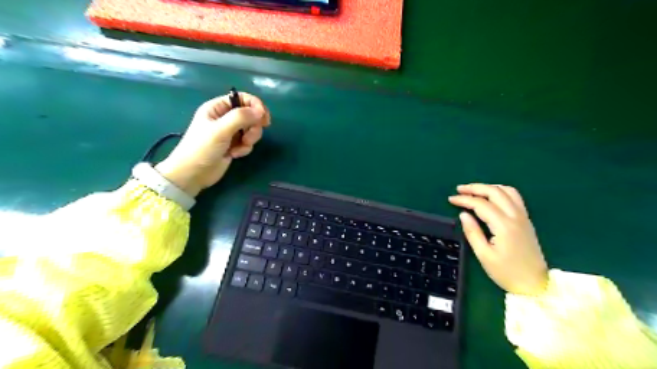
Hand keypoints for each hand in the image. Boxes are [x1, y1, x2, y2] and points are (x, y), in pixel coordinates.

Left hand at [155, 92, 270, 195]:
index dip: (255, 105)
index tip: (264, 117)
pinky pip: (248, 142)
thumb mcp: (221, 130)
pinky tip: (235, 154)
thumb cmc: (202, 148)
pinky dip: (245, 148)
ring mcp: (230, 132)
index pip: (242, 98)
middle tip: (249, 137)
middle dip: (253, 126)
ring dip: (250, 139)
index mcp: (218, 108)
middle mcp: (225, 117)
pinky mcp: (234, 145)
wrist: (193, 174)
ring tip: (240, 147)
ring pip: (251, 129)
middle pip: (250, 114)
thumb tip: (261, 111)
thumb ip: (241, 117)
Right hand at [446, 183, 550, 294]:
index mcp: (503, 226)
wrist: (535, 284)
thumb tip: (463, 214)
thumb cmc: (506, 272)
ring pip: (507, 191)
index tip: (451, 199)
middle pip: (495, 192)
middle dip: (475, 188)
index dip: (464, 199)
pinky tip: (492, 196)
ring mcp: (523, 217)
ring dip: (489, 187)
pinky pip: (515, 197)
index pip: (481, 204)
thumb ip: (472, 233)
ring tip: (474, 191)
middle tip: (459, 189)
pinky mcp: (526, 220)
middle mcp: (515, 216)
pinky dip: (501, 191)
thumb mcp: (484, 255)